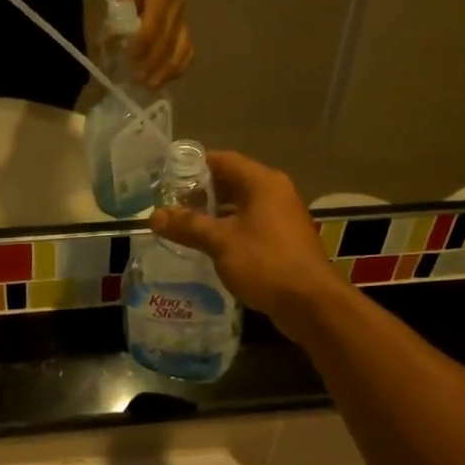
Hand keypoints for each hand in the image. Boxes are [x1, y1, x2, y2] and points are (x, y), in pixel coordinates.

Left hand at [113, 0, 192, 88]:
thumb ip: (117, 14)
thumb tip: (110, 42)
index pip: (155, 20)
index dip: (143, 42)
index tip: (129, 58)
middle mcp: (178, 4)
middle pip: (169, 39)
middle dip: (153, 62)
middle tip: (137, 80)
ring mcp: (185, 17)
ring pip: (182, 48)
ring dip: (168, 70)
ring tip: (151, 86)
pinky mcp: (186, 28)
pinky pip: (187, 51)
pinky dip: (178, 68)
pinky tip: (165, 80)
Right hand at [150, 151, 348, 339]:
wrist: (311, 304)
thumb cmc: (266, 263)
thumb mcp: (221, 242)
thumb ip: (187, 226)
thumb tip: (153, 216)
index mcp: (262, 182)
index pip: (222, 160)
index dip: (193, 166)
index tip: (166, 178)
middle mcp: (275, 193)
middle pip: (232, 182)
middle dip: (200, 193)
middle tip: (170, 204)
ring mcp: (282, 217)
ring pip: (241, 206)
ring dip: (214, 214)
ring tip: (183, 225)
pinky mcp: (283, 240)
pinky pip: (250, 225)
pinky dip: (229, 230)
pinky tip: (208, 246)